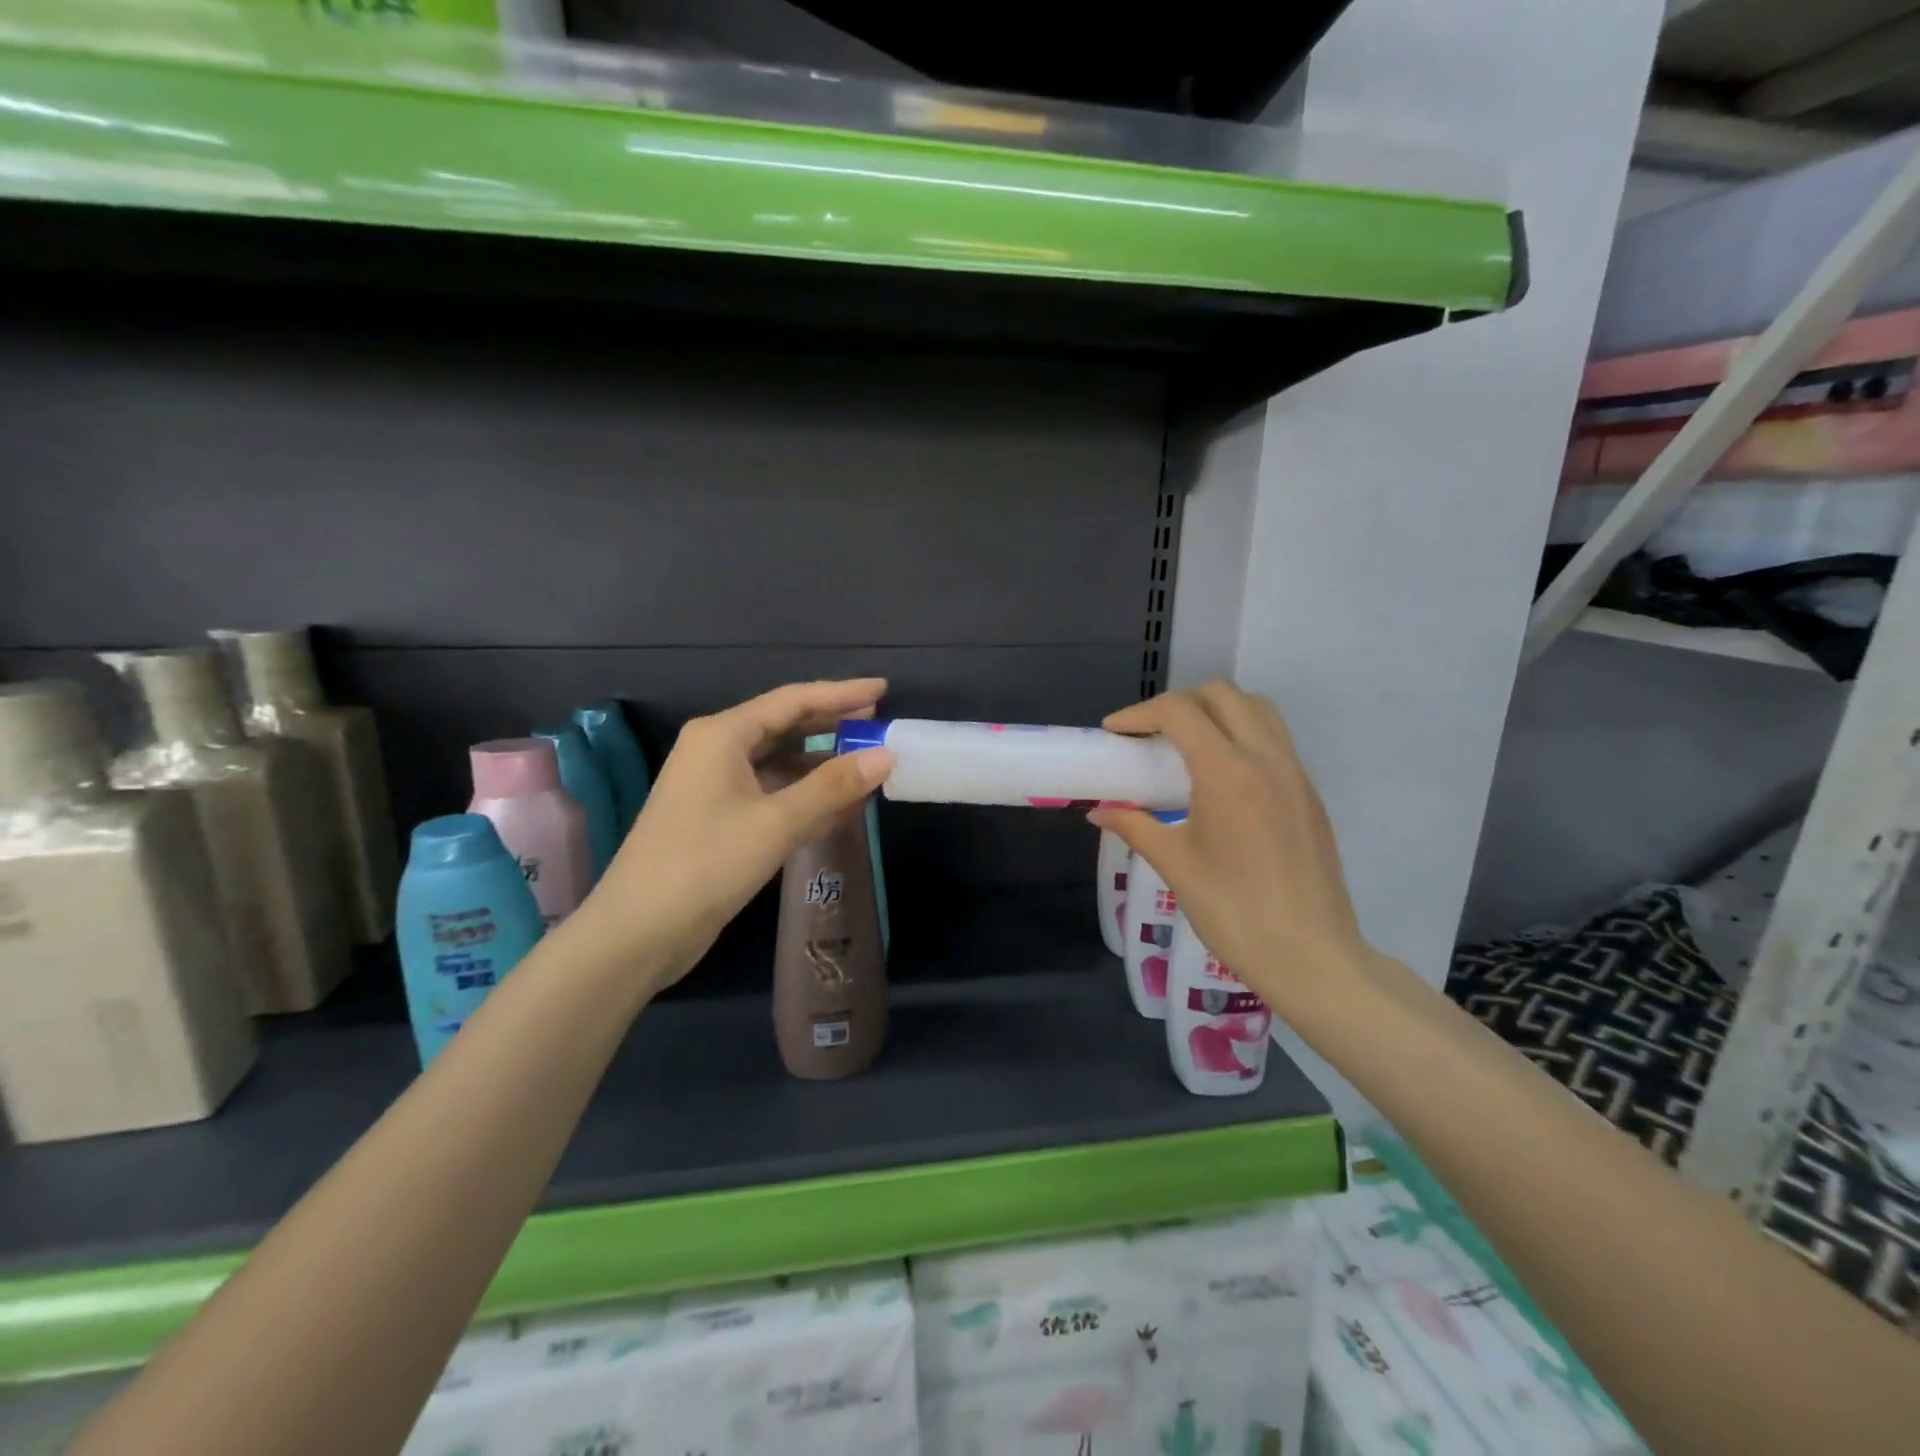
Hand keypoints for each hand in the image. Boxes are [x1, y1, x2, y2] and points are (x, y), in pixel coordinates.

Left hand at [573, 680, 893, 990]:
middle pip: (785, 725)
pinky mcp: (718, 818)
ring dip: (821, 763)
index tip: (883, 688)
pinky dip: (804, 794)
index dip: (841, 693)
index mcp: (722, 735)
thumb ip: (833, 786)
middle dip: (833, 725)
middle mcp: (716, 750)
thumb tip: (885, 756)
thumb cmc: (706, 864)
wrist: (638, 932)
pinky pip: (771, 792)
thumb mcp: (777, 822)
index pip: (793, 700)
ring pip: (779, 761)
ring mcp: (715, 785)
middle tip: (879, 724)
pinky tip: (837, 804)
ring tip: (867, 763)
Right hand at [1089, 681, 1374, 1024]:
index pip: (1179, 712)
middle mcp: (1266, 758)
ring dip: (1217, 712)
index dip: (1138, 714)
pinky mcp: (1310, 795)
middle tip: (1149, 735)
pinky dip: (1243, 736)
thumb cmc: (1232, 910)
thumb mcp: (1174, 864)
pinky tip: (1222, 778)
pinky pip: (1276, 740)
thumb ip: (1134, 826)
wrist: (1310, 955)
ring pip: (1258, 710)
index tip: (1114, 734)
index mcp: (1227, 771)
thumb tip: (1100, 812)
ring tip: (1187, 746)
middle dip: (1179, 704)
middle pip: (1222, 696)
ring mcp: (1295, 774)